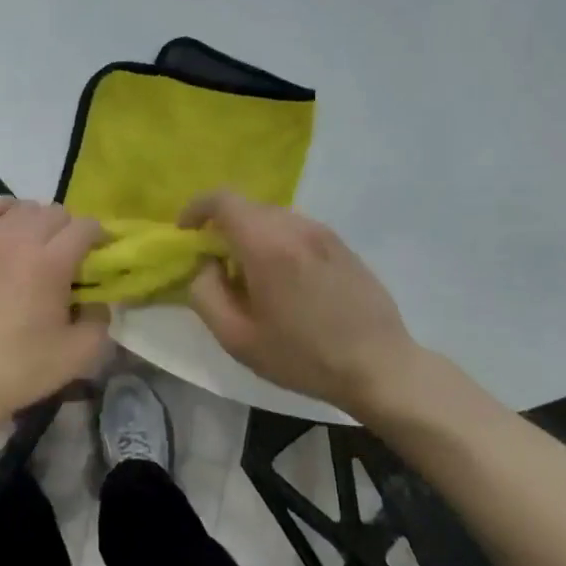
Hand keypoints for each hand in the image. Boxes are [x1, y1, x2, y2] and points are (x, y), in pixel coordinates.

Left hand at [0, 198, 110, 439]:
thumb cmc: (19, 371)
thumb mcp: (79, 355)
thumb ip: (102, 319)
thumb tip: (99, 299)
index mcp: (50, 263)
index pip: (85, 227)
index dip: (100, 238)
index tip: (101, 256)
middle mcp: (18, 241)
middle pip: (56, 212)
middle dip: (71, 230)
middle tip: (71, 258)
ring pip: (24, 207)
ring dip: (40, 220)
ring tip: (40, 246)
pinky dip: (6, 210)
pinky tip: (10, 229)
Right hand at [180, 190, 416, 413]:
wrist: (379, 365)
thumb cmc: (302, 356)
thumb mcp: (237, 338)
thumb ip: (205, 294)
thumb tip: (205, 264)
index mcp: (267, 245)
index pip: (222, 200)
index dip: (196, 209)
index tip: (186, 233)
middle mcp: (296, 227)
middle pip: (247, 207)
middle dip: (223, 227)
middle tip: (217, 265)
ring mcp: (324, 232)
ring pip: (273, 217)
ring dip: (252, 235)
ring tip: (253, 276)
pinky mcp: (342, 244)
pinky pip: (297, 230)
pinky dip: (278, 242)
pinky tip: (287, 282)